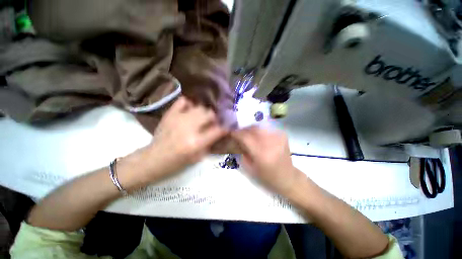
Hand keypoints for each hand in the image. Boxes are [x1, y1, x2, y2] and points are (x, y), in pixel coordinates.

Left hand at [143, 97, 227, 180]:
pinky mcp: (170, 114)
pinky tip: (190, 110)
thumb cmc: (177, 162)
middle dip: (214, 118)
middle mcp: (189, 128)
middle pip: (209, 114)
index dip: (224, 128)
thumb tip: (218, 131)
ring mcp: (179, 119)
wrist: (154, 159)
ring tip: (201, 118)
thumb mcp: (198, 157)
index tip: (225, 128)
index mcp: (196, 142)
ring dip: (204, 112)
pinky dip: (189, 104)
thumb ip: (210, 143)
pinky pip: (183, 101)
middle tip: (212, 123)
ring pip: (200, 107)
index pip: (218, 130)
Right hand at [232, 126, 303, 194]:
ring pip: (260, 127)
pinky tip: (258, 135)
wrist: (287, 177)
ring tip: (247, 133)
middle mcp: (271, 143)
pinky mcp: (282, 135)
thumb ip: (243, 151)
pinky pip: (267, 128)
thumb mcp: (250, 167)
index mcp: (262, 154)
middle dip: (244, 129)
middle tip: (239, 132)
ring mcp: (278, 137)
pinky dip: (260, 130)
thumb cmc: (267, 176)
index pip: (246, 137)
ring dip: (251, 129)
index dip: (237, 133)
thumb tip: (238, 139)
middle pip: (253, 129)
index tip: (231, 132)